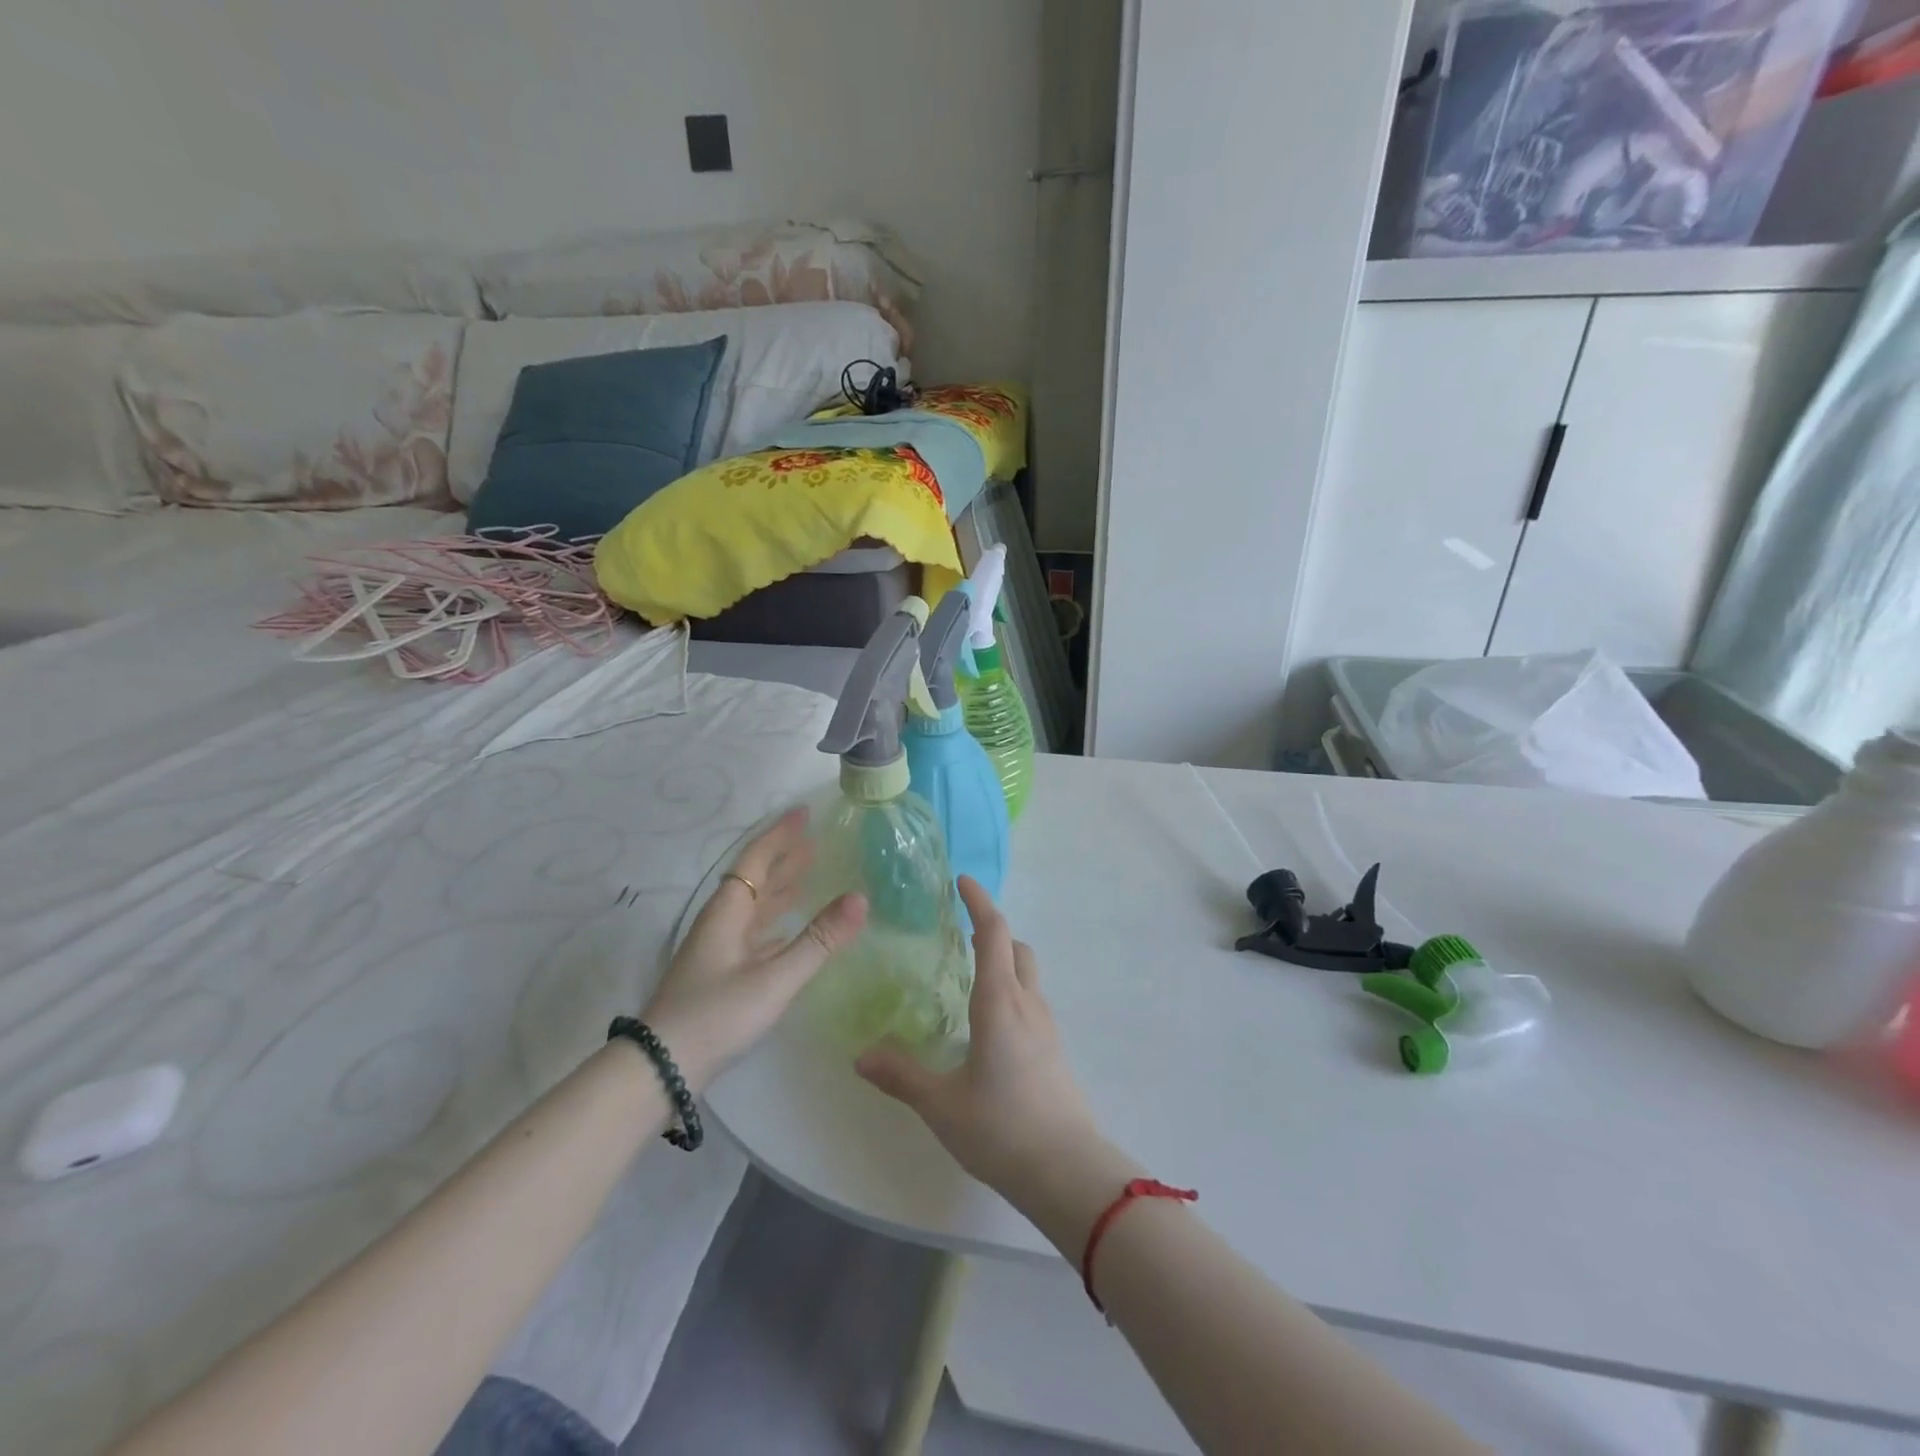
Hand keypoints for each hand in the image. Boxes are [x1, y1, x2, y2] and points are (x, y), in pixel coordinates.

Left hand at [643, 807, 866, 1091]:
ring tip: (810, 873)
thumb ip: (818, 940)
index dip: (780, 834)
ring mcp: (720, 949)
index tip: (804, 811)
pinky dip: (777, 921)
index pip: (756, 859)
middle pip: (755, 878)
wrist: (662, 1068)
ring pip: (755, 906)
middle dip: (784, 856)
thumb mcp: (774, 978)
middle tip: (816, 838)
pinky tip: (790, 928)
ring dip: (781, 887)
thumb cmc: (716, 1015)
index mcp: (728, 912)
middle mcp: (722, 923)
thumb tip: (861, 897)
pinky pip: (756, 931)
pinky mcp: (722, 973)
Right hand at [857, 877, 1105, 1199]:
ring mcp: (1046, 1026)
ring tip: (970, 975)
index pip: (992, 933)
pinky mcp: (1054, 1049)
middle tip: (960, 931)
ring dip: (1004, 959)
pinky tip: (990, 1023)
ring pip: (1027, 973)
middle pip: (1016, 946)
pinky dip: (1012, 989)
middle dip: (991, 929)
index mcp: (999, 1002)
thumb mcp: (942, 1104)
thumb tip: (861, 1056)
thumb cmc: (1001, 1128)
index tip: (962, 881)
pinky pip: (1031, 1000)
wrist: (1068, 1171)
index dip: (978, 902)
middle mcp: (1026, 1003)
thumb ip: (901, 1075)